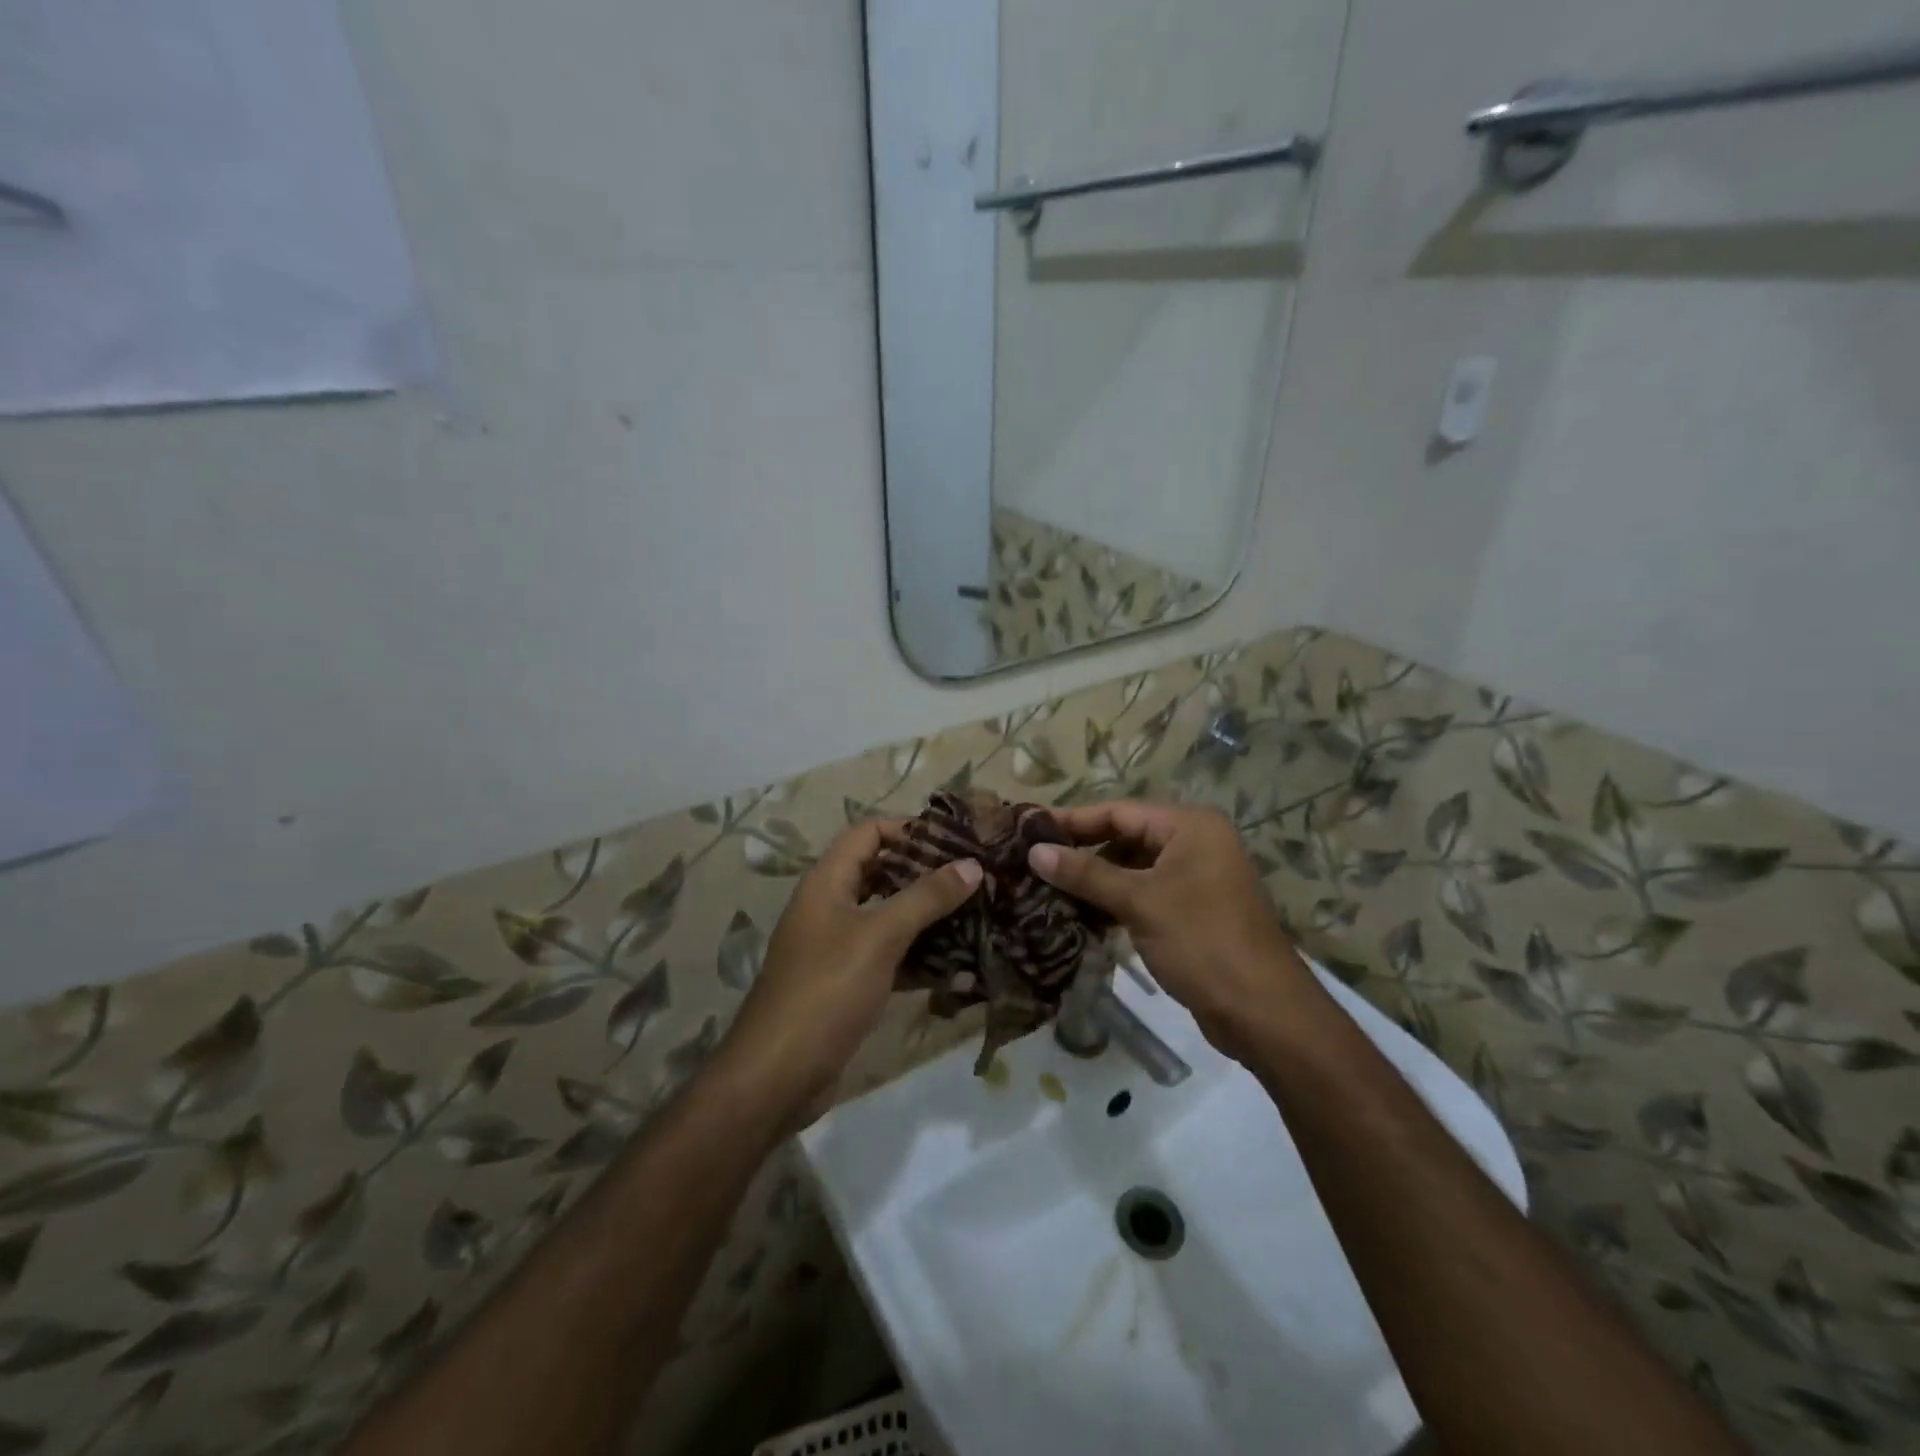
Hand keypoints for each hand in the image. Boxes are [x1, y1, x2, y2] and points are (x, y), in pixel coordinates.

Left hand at [716, 819, 981, 1113]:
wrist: (778, 1075)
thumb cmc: (827, 990)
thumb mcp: (879, 936)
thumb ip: (926, 898)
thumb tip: (972, 864)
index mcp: (827, 882)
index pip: (868, 833)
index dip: (908, 829)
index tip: (955, 840)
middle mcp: (830, 907)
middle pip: (882, 874)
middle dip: (927, 874)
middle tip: (975, 878)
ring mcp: (838, 947)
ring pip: (889, 918)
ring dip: (929, 917)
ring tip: (978, 915)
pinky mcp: (849, 984)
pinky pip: (890, 957)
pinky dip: (920, 958)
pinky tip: (960, 966)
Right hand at [1026, 801, 1316, 1059]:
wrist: (1262, 1011)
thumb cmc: (1201, 941)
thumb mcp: (1139, 902)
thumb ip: (1086, 873)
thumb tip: (1035, 852)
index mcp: (1190, 826)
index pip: (1119, 811)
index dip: (1072, 819)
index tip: (1029, 828)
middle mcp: (1195, 843)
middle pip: (1126, 837)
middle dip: (1082, 851)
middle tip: (1034, 862)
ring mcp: (1196, 878)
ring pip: (1133, 868)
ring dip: (1095, 880)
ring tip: (1048, 889)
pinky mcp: (1193, 910)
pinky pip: (1145, 893)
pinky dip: (1115, 901)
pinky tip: (1081, 915)